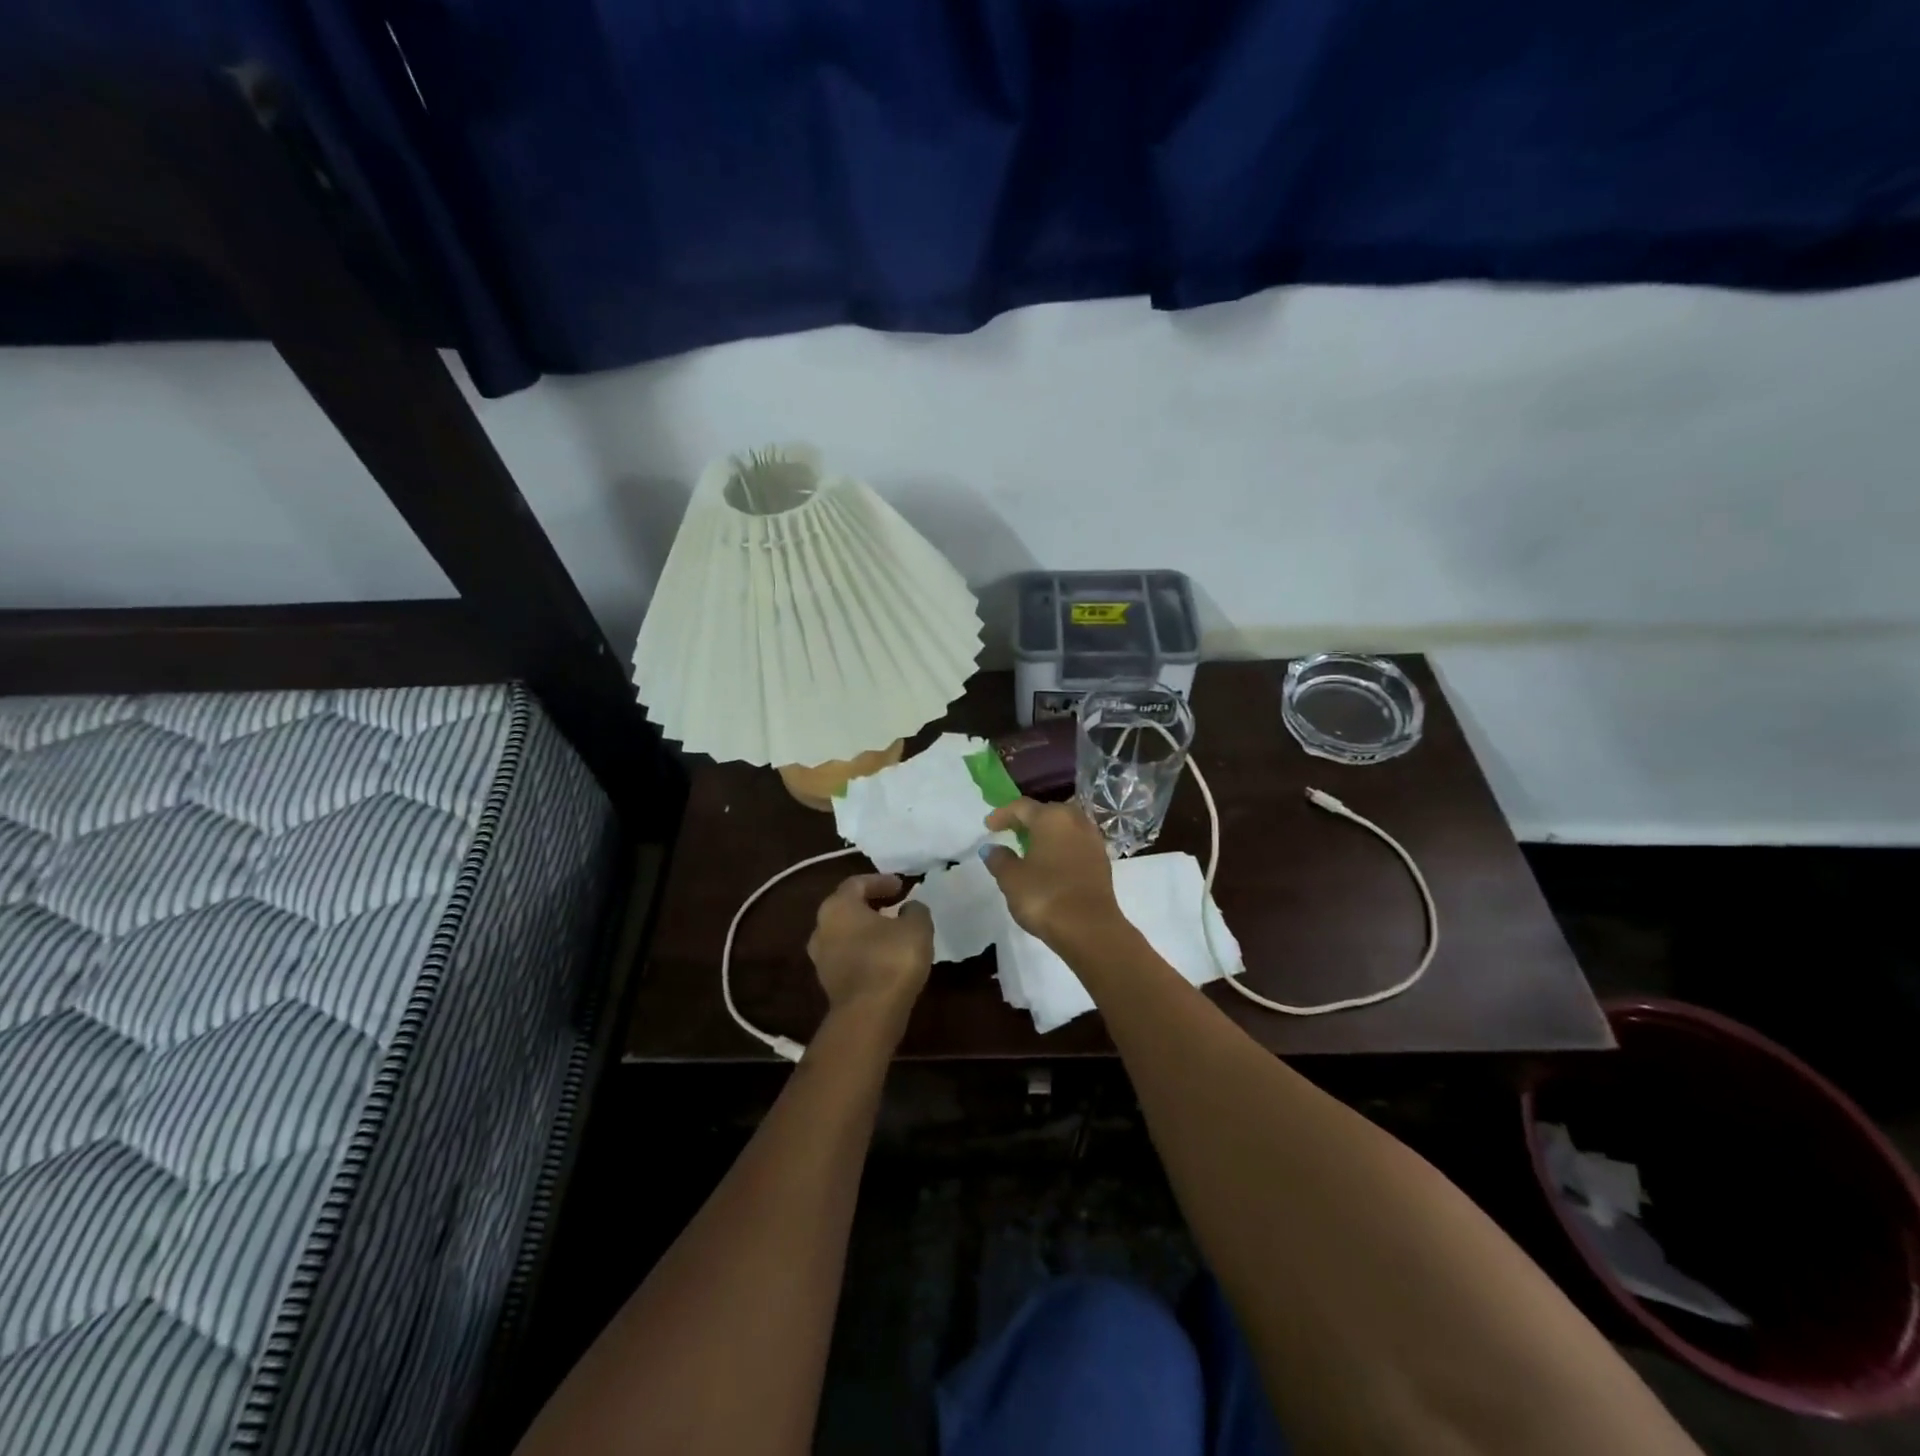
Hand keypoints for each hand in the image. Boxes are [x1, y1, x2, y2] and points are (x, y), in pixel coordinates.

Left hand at [807, 873, 932, 1022]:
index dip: (880, 881)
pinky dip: (864, 950)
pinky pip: (847, 956)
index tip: (901, 885)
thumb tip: (909, 908)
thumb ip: (915, 910)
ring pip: (845, 933)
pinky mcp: (828, 982)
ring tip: (891, 931)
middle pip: (846, 907)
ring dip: (866, 929)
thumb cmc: (891, 959)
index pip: (857, 883)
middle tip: (894, 904)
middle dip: (871, 904)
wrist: (868, 1015)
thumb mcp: (916, 927)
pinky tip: (884, 956)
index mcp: (838, 906)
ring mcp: (821, 957)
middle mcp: (822, 927)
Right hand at [981, 798, 1125, 949]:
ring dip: (1047, 833)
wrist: (1089, 928)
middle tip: (1010, 832)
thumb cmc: (1045, 896)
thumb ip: (999, 859)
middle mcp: (1075, 820)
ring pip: (1065, 827)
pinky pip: (1076, 843)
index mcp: (1051, 818)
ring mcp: (1092, 839)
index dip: (1003, 814)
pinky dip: (1061, 847)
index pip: (1022, 807)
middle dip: (1027, 820)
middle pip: (1046, 812)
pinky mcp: (1102, 859)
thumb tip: (992, 848)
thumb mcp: (1011, 879)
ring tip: (1031, 847)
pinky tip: (1052, 862)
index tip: (988, 826)